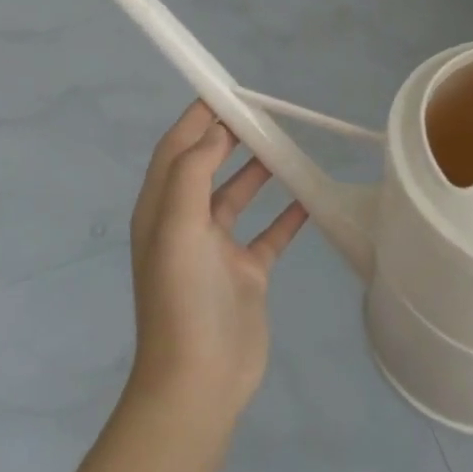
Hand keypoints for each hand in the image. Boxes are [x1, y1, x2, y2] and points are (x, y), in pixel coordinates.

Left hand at [127, 102, 307, 417]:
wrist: (200, 380)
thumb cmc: (183, 298)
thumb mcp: (177, 226)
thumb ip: (193, 171)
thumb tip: (216, 129)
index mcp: (161, 210)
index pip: (177, 149)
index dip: (198, 118)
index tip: (229, 91)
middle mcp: (186, 223)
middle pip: (209, 166)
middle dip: (233, 137)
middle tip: (267, 116)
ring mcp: (217, 250)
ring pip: (240, 195)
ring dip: (260, 170)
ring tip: (289, 146)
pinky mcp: (246, 272)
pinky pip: (270, 232)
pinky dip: (287, 213)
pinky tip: (311, 198)